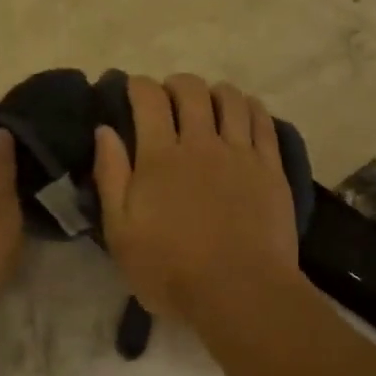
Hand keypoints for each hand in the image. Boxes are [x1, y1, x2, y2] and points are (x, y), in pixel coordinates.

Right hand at [93, 74, 300, 323]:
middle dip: (176, 83)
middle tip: (169, 95)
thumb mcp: (121, 233)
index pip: (148, 100)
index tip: (133, 88)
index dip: (138, 85)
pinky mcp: (270, 167)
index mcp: (160, 157)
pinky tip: (245, 110)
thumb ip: (111, 177)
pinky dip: (251, 106)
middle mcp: (200, 143)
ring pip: (230, 99)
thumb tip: (104, 130)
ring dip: (215, 90)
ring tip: (209, 101)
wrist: (240, 291)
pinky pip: (263, 121)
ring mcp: (240, 153)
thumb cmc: (171, 270)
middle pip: (191, 91)